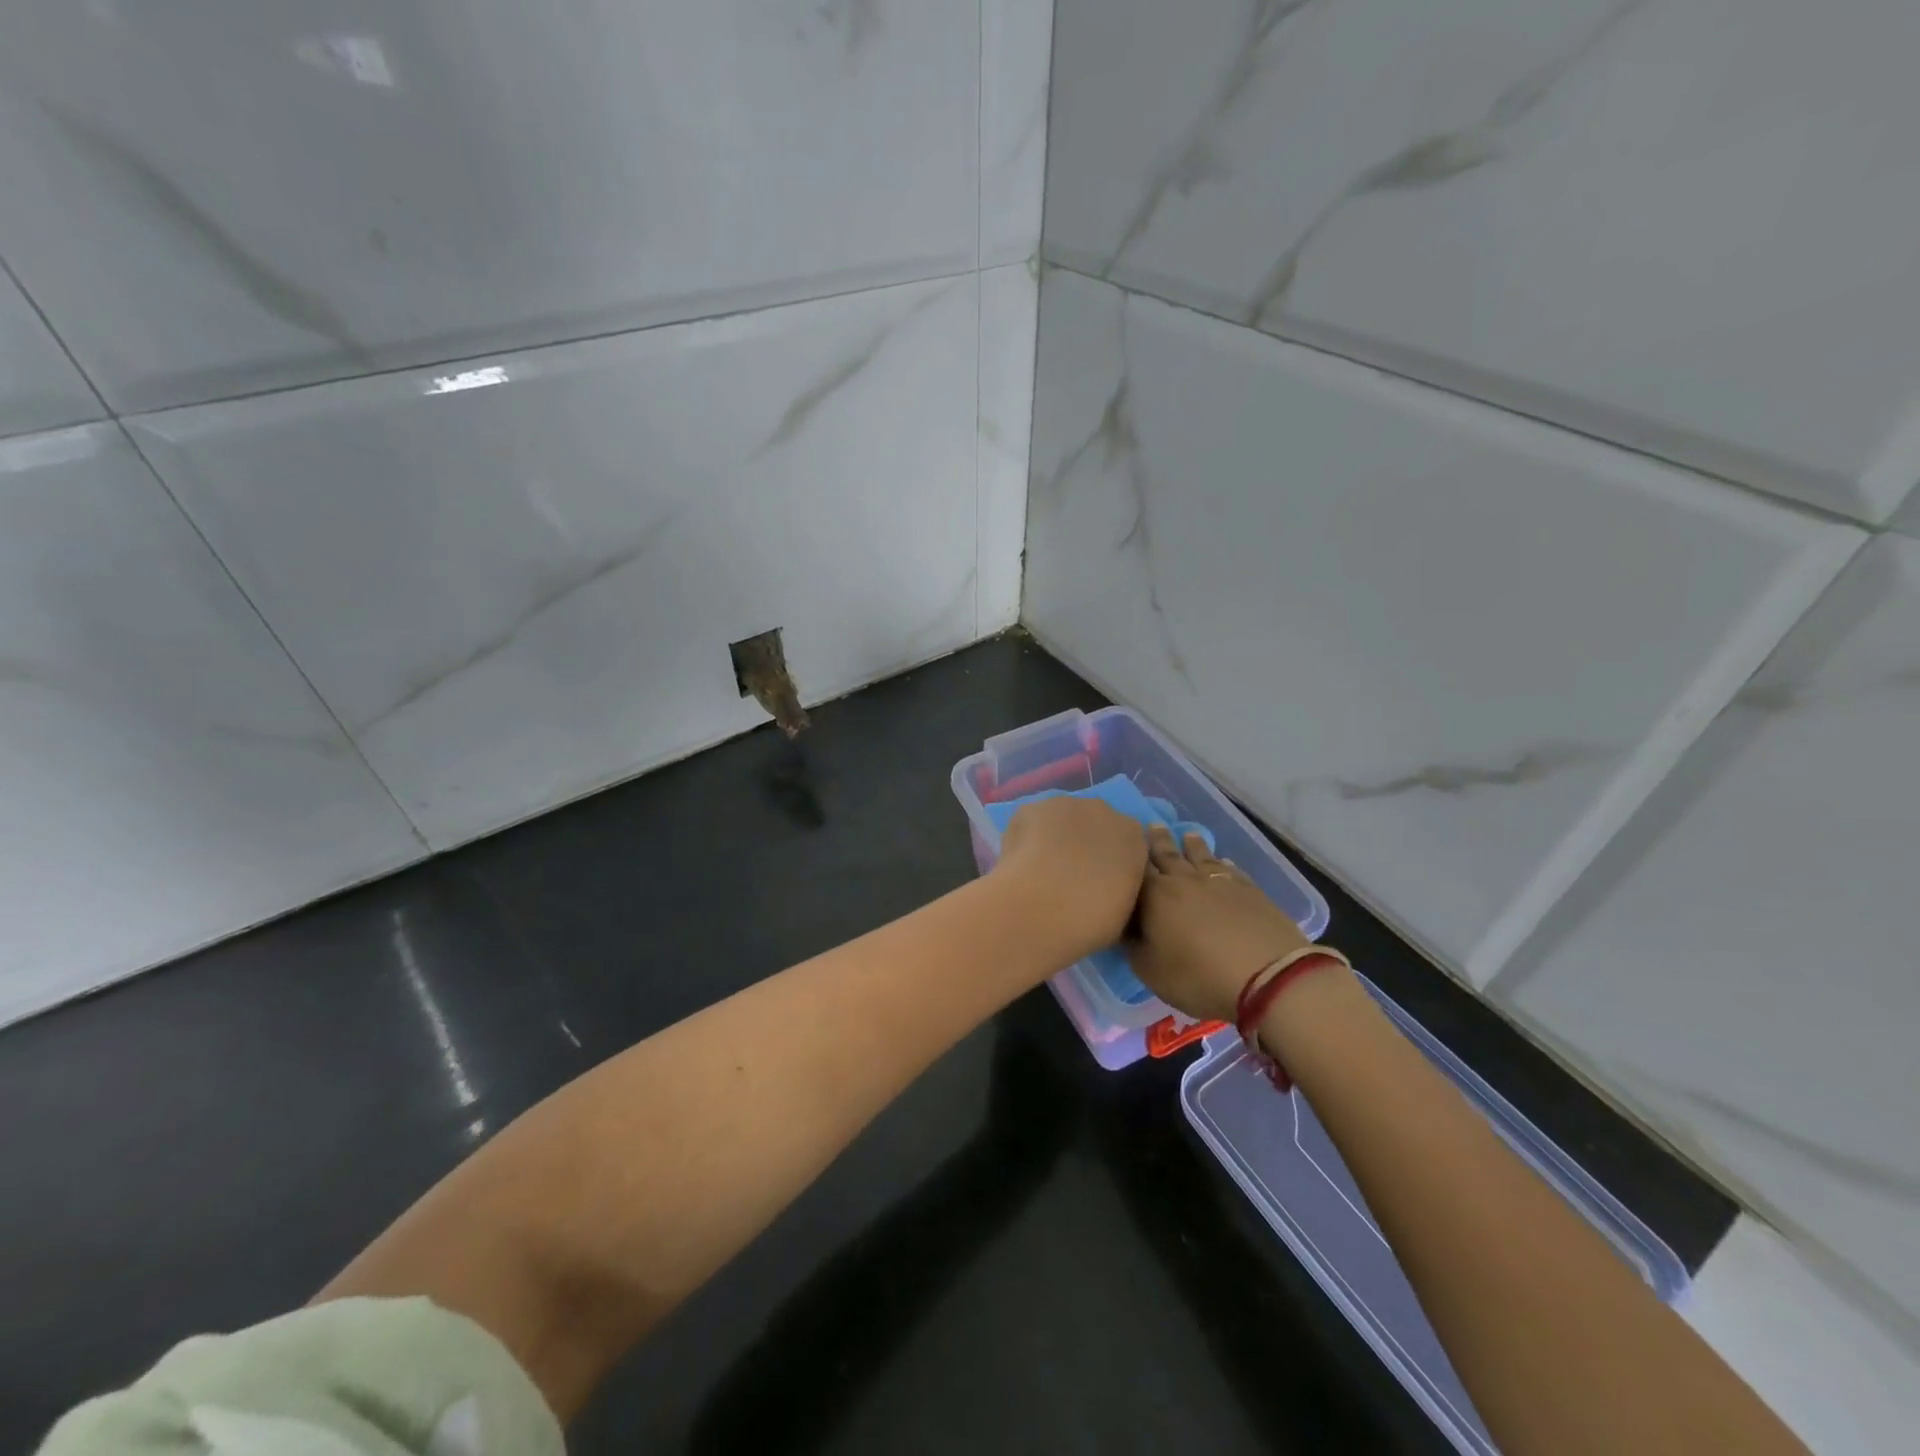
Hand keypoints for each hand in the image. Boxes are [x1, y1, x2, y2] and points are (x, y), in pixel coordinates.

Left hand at [992, 797, 1148, 961]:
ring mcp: (1065, 805)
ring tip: (1039, 870)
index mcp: (1133, 837)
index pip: (1125, 842)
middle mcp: (1103, 811)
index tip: (1097, 882)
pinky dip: (1026, 838)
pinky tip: (1020, 862)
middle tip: (1067, 875)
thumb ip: (1120, 887)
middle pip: (1094, 823)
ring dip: (1054, 837)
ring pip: (1061, 819)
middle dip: (1083, 843)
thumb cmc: (1092, 921)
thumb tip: (1106, 886)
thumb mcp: (1123, 912)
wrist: (1043, 908)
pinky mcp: (1030, 807)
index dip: (1109, 861)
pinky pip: (1031, 821)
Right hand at [1129, 824, 1311, 1024]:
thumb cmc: (1198, 976)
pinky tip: (1223, 860)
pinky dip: (1223, 863)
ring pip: (1201, 857)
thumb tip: (1127, 928)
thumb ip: (1134, 947)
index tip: (1124, 843)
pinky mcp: (1249, 891)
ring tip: (1188, 834)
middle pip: (1168, 855)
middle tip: (1153, 824)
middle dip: (1158, 841)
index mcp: (1155, 896)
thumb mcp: (1151, 971)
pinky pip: (1231, 870)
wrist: (1267, 976)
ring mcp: (1219, 883)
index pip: (1137, 870)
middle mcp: (1184, 881)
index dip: (1130, 857)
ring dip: (1192, 845)